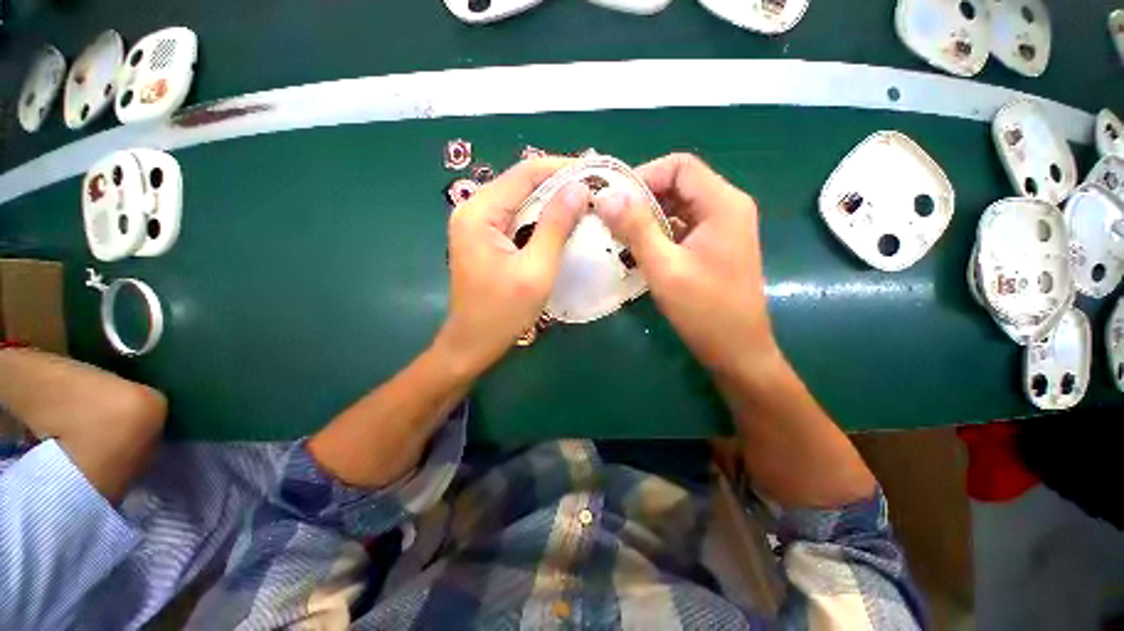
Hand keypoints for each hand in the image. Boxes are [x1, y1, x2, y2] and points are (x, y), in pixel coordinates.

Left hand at [436, 159, 589, 376]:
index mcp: (480, 212)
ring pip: (522, 201)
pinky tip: (563, 225)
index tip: (596, 173)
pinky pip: (518, 219)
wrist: (473, 344)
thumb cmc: (502, 313)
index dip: (562, 168)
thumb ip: (556, 227)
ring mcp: (478, 225)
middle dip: (560, 185)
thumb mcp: (535, 270)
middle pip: (523, 184)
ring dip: (553, 202)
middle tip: (596, 191)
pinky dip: (542, 220)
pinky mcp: (486, 239)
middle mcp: (474, 210)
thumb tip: (579, 188)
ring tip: (586, 205)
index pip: (525, 172)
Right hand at [594, 153, 778, 374]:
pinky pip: (682, 227)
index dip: (643, 176)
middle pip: (678, 184)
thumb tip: (605, 196)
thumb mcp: (665, 268)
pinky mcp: (713, 246)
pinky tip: (638, 252)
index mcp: (722, 204)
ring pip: (678, 206)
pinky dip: (658, 233)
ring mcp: (722, 228)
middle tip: (611, 220)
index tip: (614, 201)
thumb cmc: (704, 310)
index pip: (679, 166)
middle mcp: (726, 207)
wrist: (737, 350)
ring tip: (619, 237)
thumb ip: (636, 228)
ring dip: (647, 218)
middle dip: (642, 199)